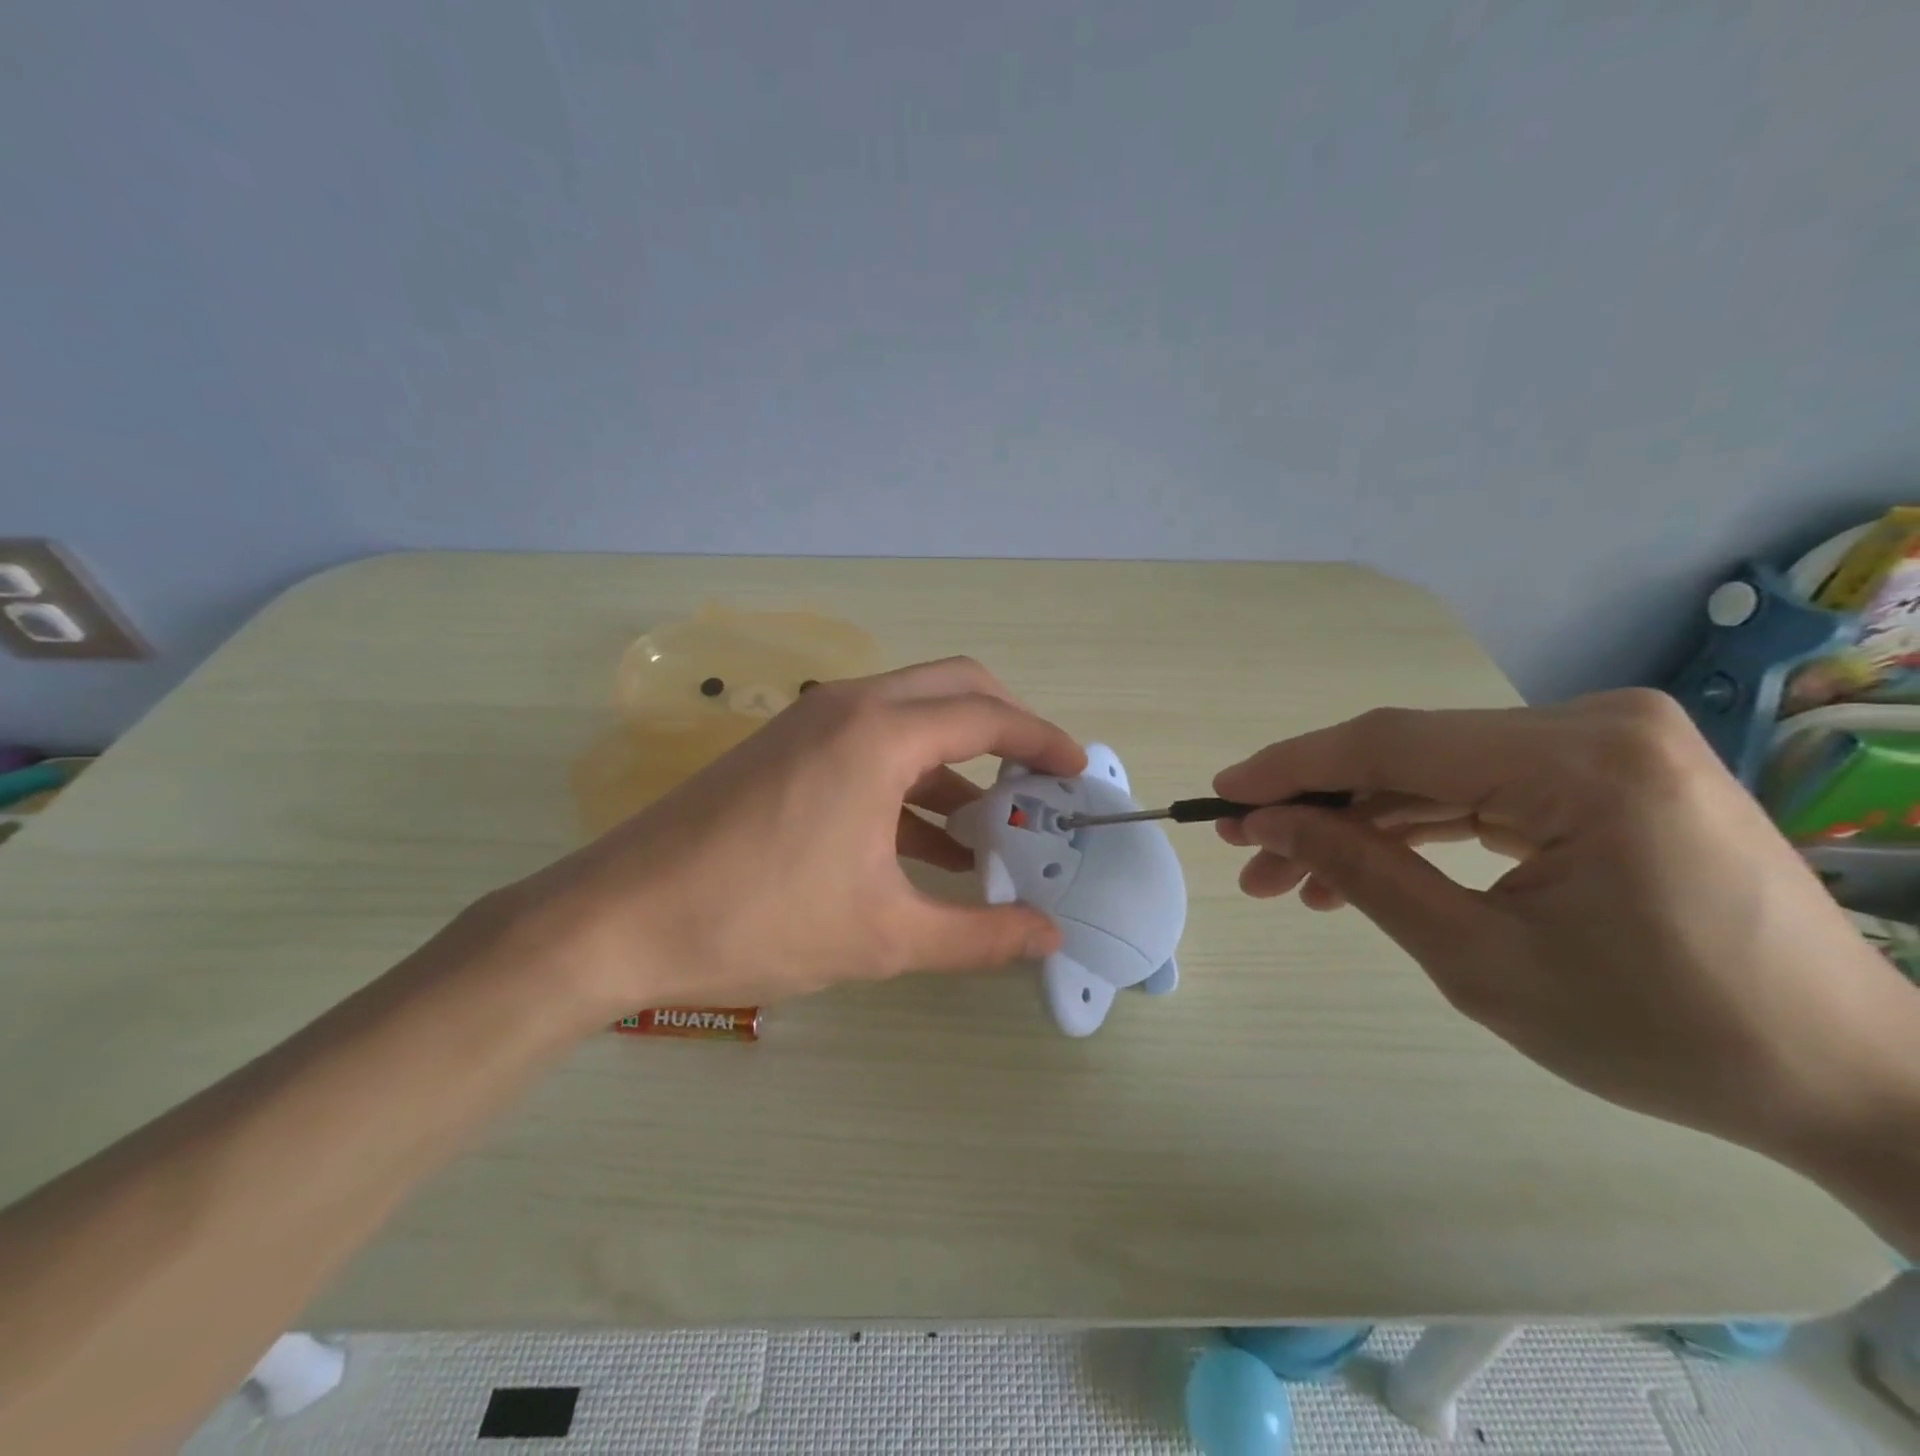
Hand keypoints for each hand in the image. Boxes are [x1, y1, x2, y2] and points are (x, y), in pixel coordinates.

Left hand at [503, 657, 1084, 1016]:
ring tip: (990, 826)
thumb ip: (978, 935)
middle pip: (951, 688)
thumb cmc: (758, 921)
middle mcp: (847, 707)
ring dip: (955, 759)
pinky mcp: (782, 750)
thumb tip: (1048, 938)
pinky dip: (909, 779)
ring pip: (907, 717)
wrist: (617, 921)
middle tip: (1038, 780)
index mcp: (878, 735)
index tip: (1078, 770)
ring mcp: (808, 723)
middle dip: (1005, 726)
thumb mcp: (884, 936)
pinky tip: (926, 843)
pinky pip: (867, 746)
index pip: (987, 714)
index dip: (1043, 738)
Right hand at [1212, 689, 1919, 1163]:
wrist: (1848, 1077)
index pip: (1393, 744)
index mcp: (1585, 763)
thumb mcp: (1479, 960)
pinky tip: (1361, 865)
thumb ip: (1363, 873)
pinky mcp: (1607, 771)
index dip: (1293, 766)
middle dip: (1318, 805)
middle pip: (1410, 754)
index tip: (1220, 793)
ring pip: (1436, 772)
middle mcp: (1597, 724)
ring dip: (1360, 821)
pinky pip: (1480, 788)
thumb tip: (1269, 822)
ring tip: (1289, 876)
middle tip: (1246, 852)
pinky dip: (1415, 826)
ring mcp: (1608, 743)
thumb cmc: (1663, 1034)